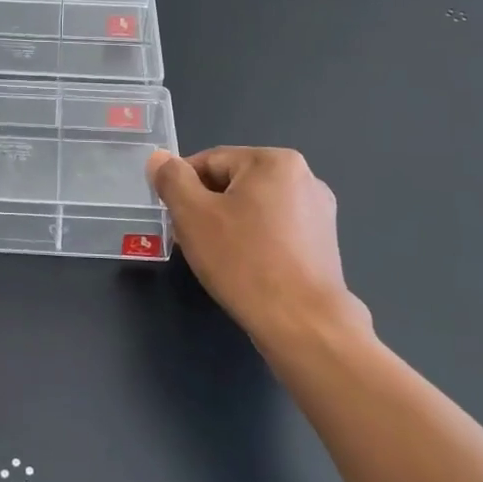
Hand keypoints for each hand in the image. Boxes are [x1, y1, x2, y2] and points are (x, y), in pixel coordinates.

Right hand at [147, 147, 368, 350]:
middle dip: (205, 207)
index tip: (173, 217)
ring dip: (227, 225)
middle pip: (233, 183)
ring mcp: (318, 212)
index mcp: (274, 161)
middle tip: (189, 240)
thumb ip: (171, 179)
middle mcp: (304, 178)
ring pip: (253, 208)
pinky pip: (274, 230)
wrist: (303, 324)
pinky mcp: (323, 244)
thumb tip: (159, 158)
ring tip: (215, 258)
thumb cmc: (244, 261)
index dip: (182, 187)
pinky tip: (243, 269)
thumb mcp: (192, 214)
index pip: (209, 161)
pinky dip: (253, 242)